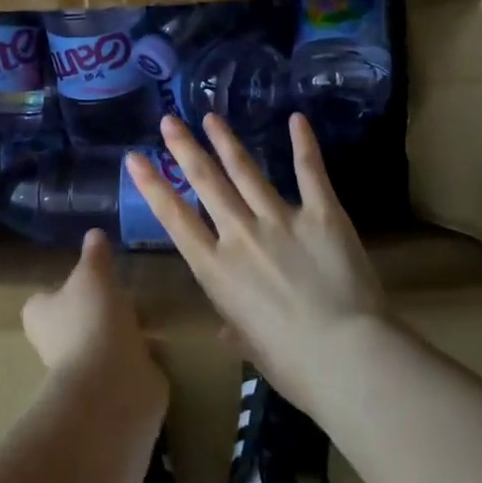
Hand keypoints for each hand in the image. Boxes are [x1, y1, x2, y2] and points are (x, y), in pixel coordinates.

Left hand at [22, 231, 167, 418]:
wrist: (113, 384)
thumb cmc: (91, 320)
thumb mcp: (94, 275)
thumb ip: (95, 255)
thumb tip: (94, 233)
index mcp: (40, 317)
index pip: (43, 301)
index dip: (60, 290)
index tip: (85, 279)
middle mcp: (55, 345)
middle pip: (73, 322)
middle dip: (95, 311)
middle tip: (121, 292)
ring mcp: (84, 370)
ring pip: (101, 343)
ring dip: (120, 333)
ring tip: (146, 314)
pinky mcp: (111, 387)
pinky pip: (125, 364)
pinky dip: (139, 356)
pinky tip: (158, 342)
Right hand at [124, 113, 387, 413]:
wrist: (347, 357)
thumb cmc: (293, 365)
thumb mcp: (252, 348)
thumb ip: (236, 330)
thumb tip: (228, 332)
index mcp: (216, 270)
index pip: (174, 219)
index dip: (152, 186)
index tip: (135, 158)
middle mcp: (240, 235)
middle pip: (206, 182)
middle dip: (184, 148)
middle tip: (169, 121)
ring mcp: (280, 219)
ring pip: (245, 170)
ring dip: (226, 141)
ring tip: (210, 117)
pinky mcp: (321, 213)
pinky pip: (309, 172)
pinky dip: (303, 144)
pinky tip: (297, 118)